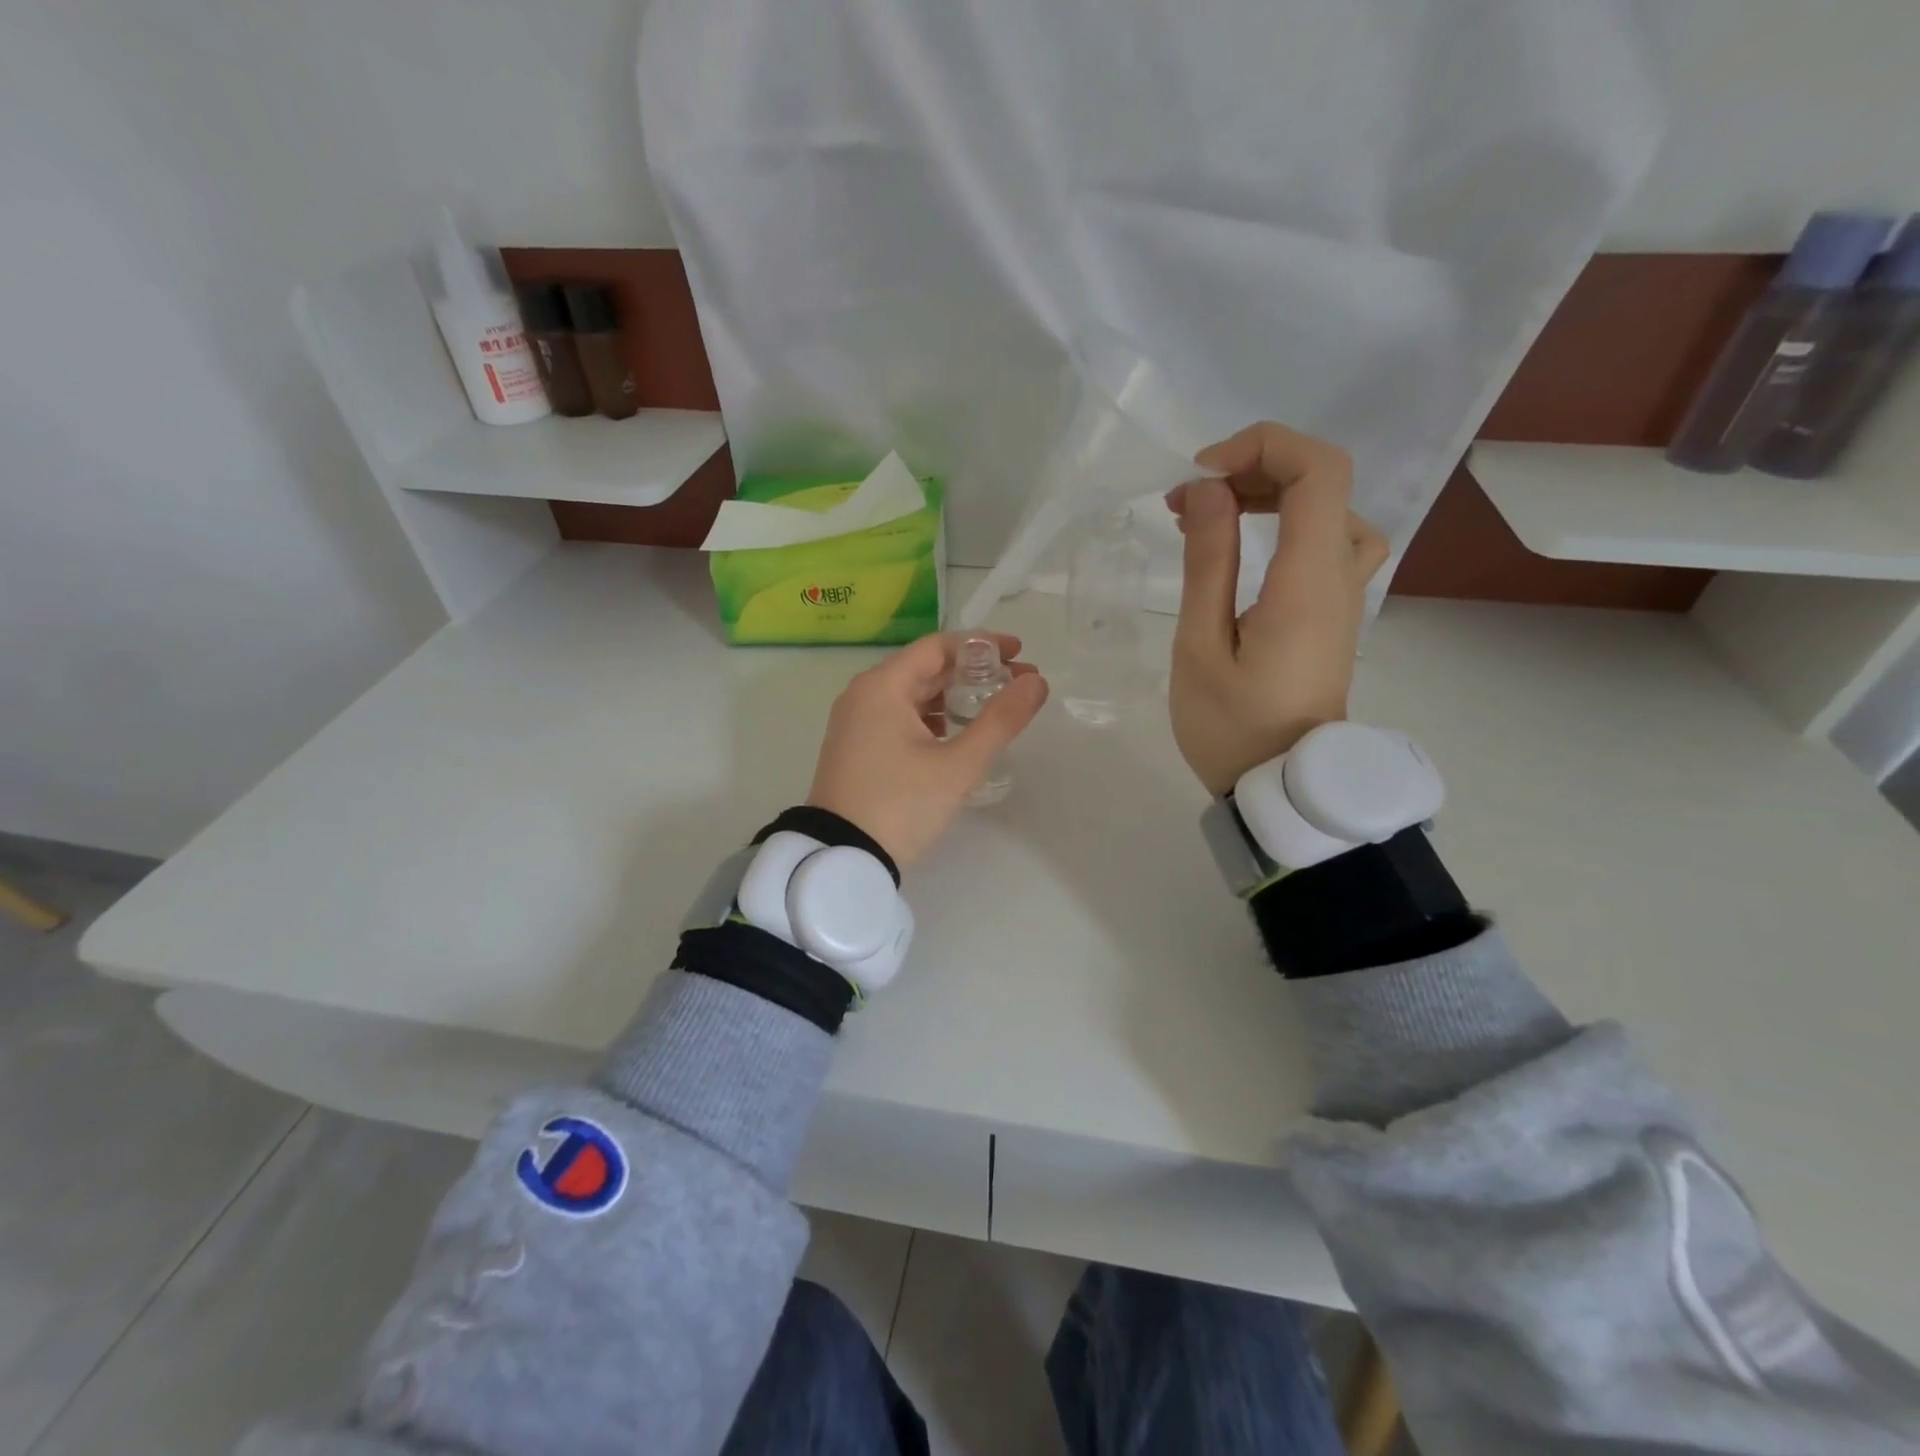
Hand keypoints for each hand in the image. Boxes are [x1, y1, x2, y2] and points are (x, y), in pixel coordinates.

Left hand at [808, 632, 1048, 866]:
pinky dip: (932, 718)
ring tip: (994, 709)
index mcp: (882, 686)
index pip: (938, 646)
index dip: (982, 645)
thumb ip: (1001, 720)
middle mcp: (864, 694)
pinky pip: (899, 716)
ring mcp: (856, 721)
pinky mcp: (856, 746)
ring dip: (953, 696)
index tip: (1019, 653)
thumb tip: (1036, 682)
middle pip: (925, 668)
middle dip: (973, 673)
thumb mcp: (958, 765)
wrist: (842, 858)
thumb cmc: (901, 805)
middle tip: (1018, 684)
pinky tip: (957, 734)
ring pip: (912, 694)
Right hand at [1166, 423, 1389, 795]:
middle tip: (1186, 503)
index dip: (1262, 447)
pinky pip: (1326, 541)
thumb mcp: (1201, 646)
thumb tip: (1209, 490)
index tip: (1201, 477)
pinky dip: (1285, 524)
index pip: (1318, 470)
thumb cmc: (1232, 727)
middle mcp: (1340, 576)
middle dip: (1251, 470)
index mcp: (1309, 581)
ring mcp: (1345, 595)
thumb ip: (1209, 562)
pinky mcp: (1334, 613)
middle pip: (1323, 481)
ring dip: (1268, 495)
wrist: (1284, 788)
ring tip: (1209, 519)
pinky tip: (1245, 548)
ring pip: (1328, 510)